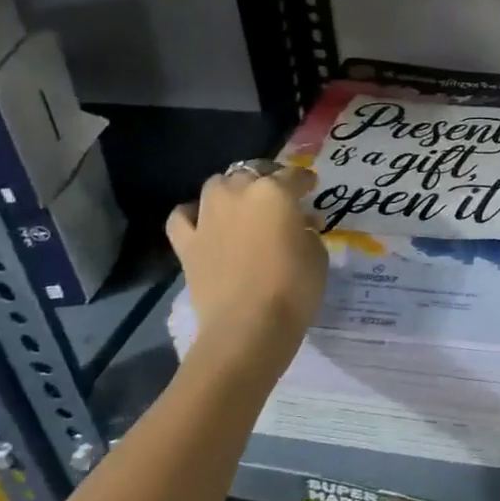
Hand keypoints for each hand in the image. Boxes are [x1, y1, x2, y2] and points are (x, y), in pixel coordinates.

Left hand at [166, 164, 327, 377]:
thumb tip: (301, 224)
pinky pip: (182, 216)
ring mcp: (208, 216)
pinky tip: (204, 223)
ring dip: (231, 191)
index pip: (294, 175)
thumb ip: (307, 230)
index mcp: (275, 192)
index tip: (311, 187)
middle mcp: (238, 193)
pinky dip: (192, 214)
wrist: (249, 327)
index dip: (305, 180)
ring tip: (242, 207)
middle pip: (252, 172)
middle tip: (278, 199)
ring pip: (216, 185)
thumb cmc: (294, 287)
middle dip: (266, 180)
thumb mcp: (317, 254)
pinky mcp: (187, 243)